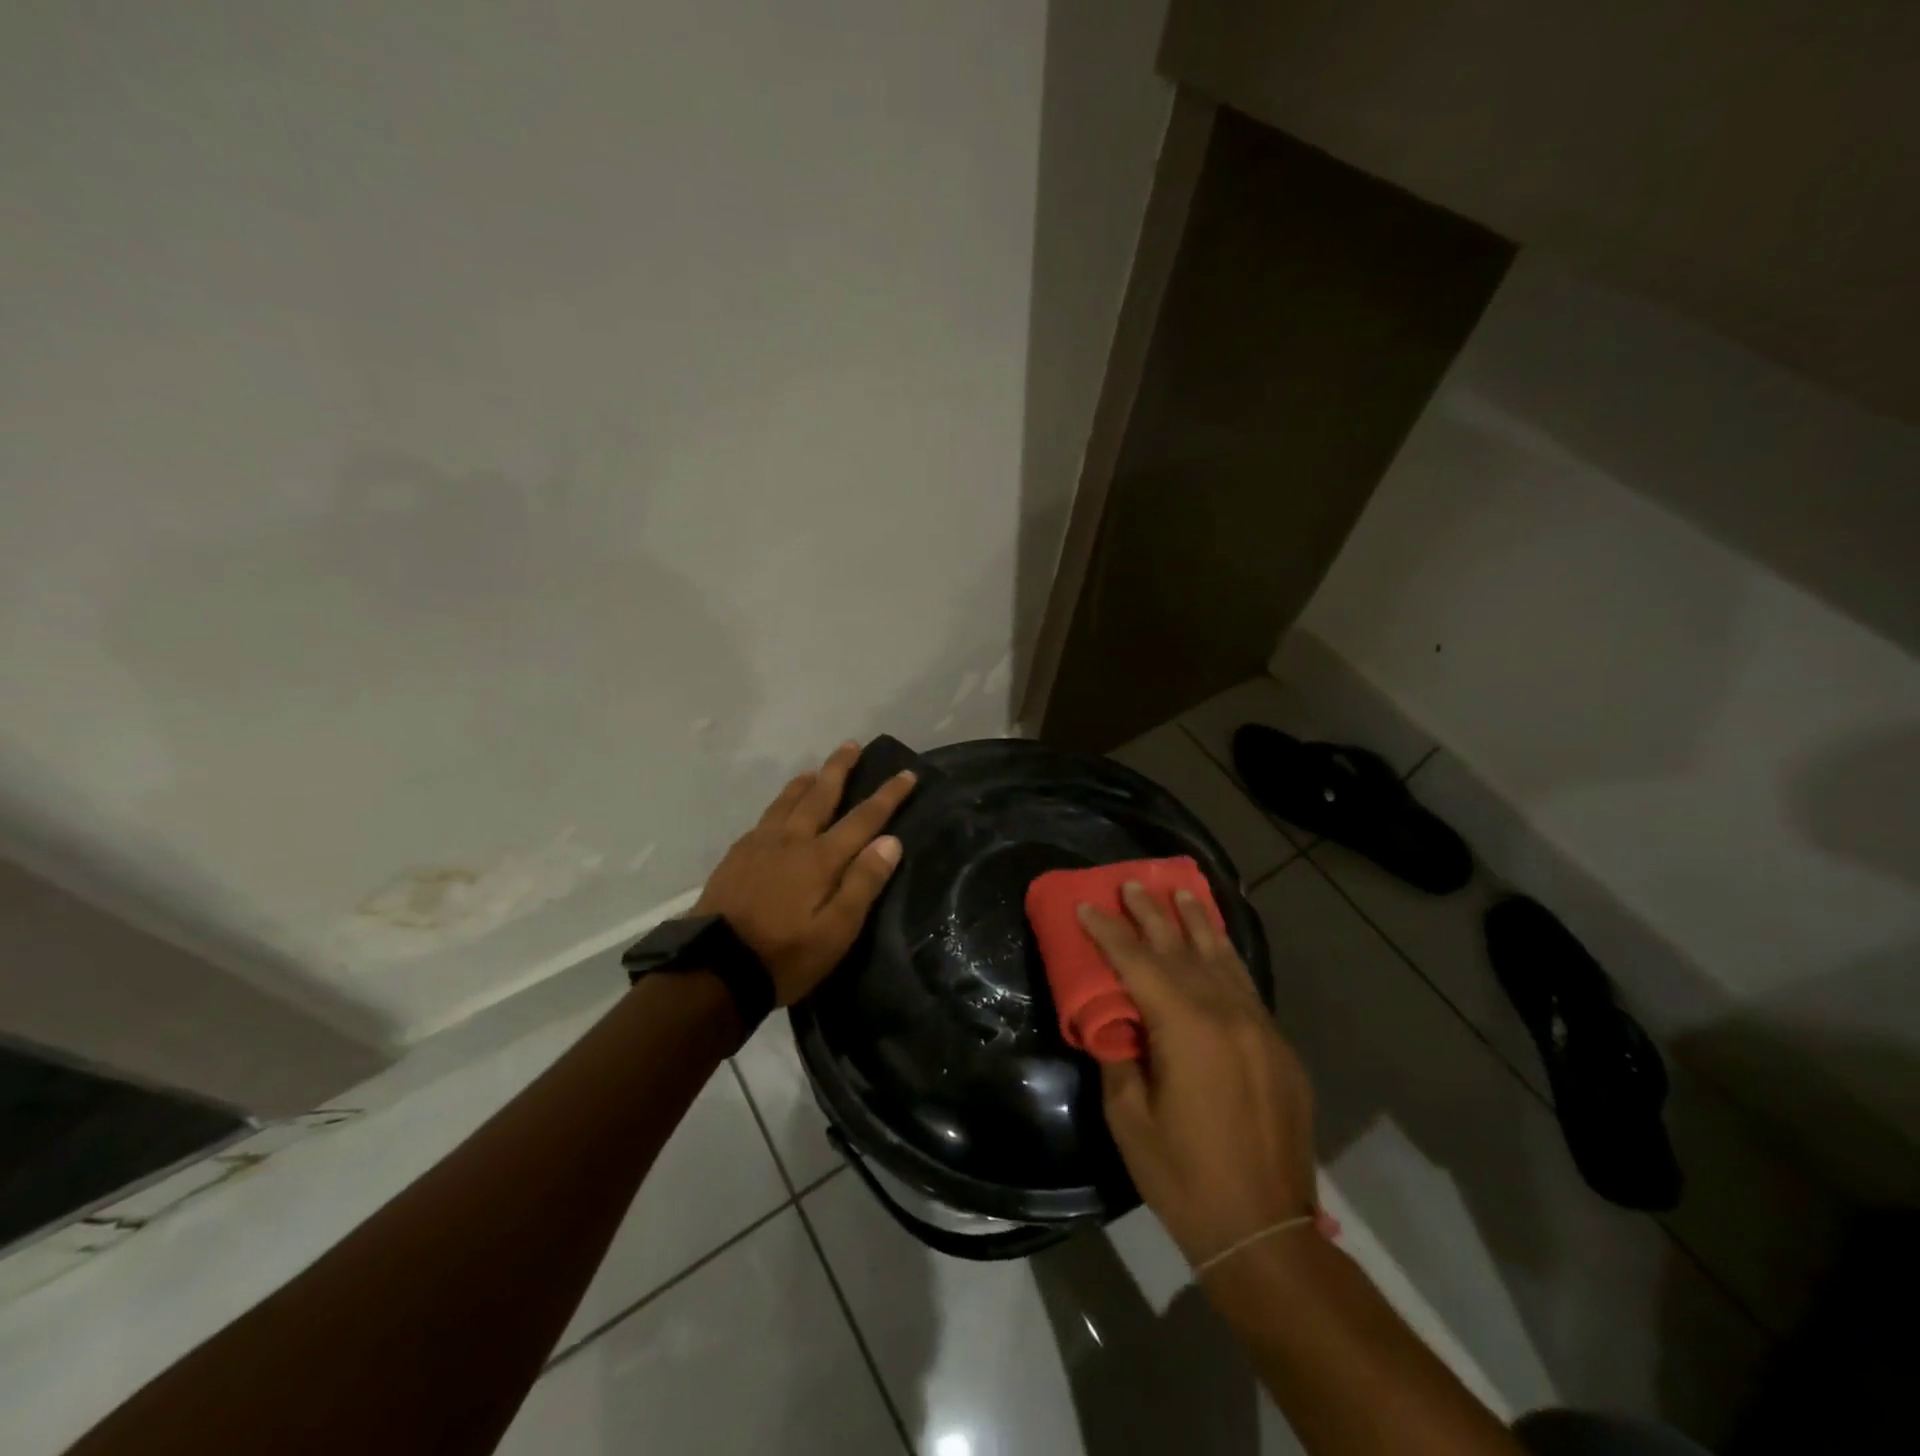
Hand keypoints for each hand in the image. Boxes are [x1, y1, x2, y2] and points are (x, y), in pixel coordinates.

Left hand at [695, 741, 915, 1005]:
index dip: (887, 795)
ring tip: (815, 770)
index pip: (863, 818)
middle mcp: (792, 840)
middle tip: (851, 745)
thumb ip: (863, 883)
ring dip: (806, 782)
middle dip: (839, 769)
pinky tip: (778, 810)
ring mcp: (760, 845)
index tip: (906, 774)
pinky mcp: (736, 855)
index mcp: (821, 859)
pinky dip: (780, 803)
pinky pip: (765, 817)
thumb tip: (891, 841)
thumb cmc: (785, 956)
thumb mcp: (836, 931)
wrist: (715, 969)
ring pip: (787, 801)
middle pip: (820, 795)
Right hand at [1081, 883, 1322, 1270]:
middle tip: (1130, 882)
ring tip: (1179, 892)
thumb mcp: (1129, 1118)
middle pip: (1182, 949)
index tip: (1086, 905)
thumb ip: (1119, 1055)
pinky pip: (1246, 985)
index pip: (1138, 963)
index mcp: (1187, 1028)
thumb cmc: (1184, 1175)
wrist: (1264, 1231)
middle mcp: (1228, 1014)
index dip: (1108, 932)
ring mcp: (1260, 1027)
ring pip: (1222, 958)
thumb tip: (1116, 1022)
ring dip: (1196, 922)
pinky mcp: (1279, 1046)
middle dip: (1152, 914)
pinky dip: (1226, 956)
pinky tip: (1216, 943)